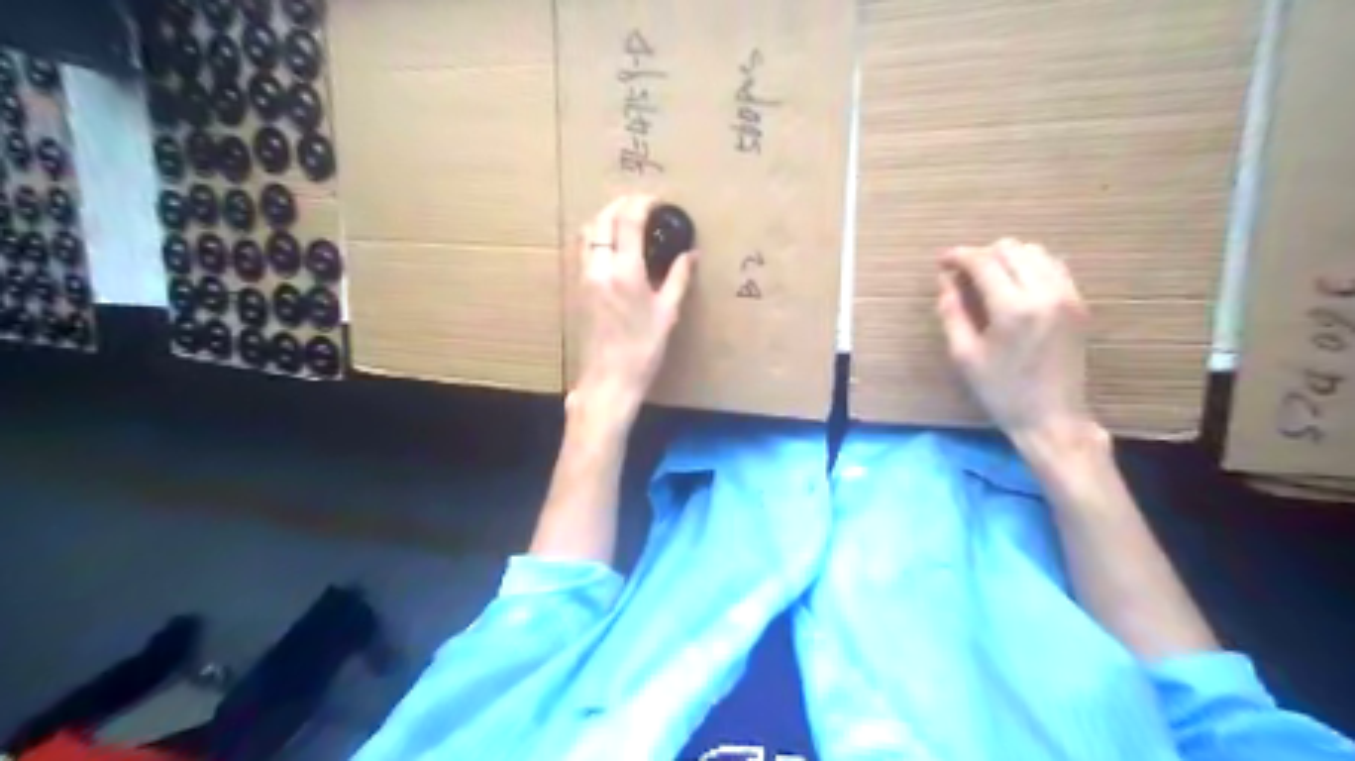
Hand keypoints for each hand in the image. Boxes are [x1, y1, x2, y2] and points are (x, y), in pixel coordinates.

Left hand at [572, 190, 697, 415]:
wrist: (609, 379)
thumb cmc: (643, 350)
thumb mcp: (667, 314)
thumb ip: (678, 279)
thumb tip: (690, 255)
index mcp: (625, 273)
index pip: (628, 222)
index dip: (642, 204)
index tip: (657, 201)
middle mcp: (599, 269)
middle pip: (602, 220)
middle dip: (620, 205)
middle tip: (641, 204)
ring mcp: (584, 278)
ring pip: (588, 233)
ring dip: (605, 218)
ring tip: (626, 220)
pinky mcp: (577, 289)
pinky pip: (583, 250)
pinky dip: (597, 237)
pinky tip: (612, 246)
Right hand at [945, 237, 1099, 438]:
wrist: (1052, 417)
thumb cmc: (1001, 391)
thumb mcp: (964, 355)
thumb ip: (952, 312)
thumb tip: (945, 280)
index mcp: (1013, 309)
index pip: (984, 262)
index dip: (959, 256)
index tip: (941, 261)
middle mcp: (1045, 293)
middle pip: (1011, 249)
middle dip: (982, 254)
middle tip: (963, 273)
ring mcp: (1067, 296)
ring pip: (1035, 252)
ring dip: (1007, 257)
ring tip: (988, 277)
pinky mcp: (1079, 303)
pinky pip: (1054, 266)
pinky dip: (1031, 265)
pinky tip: (1015, 284)